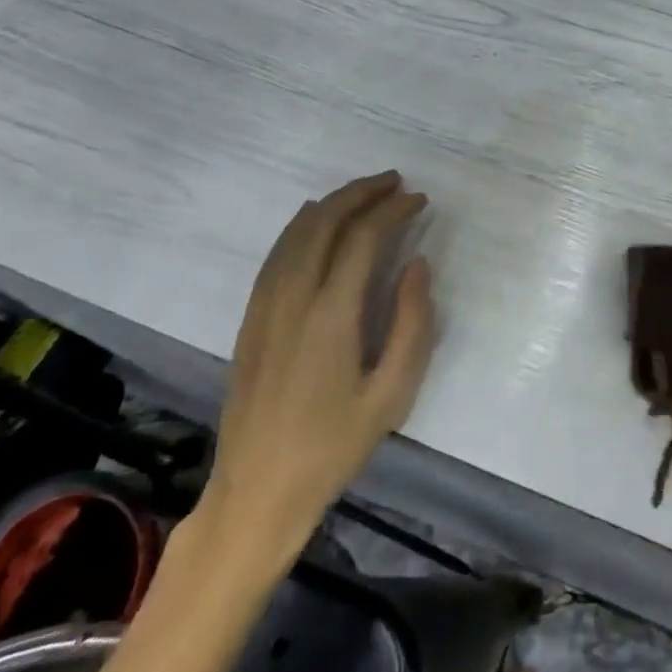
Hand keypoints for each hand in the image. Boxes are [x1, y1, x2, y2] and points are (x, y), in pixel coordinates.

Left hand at [195, 171, 434, 566]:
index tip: (419, 200)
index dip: (393, 211)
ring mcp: (265, 304)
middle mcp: (294, 296)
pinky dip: (302, 226)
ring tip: (364, 193)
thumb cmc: (334, 445)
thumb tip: (417, 265)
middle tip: (395, 183)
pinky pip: (277, 253)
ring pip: (297, 232)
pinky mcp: (252, 316)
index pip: (363, 237)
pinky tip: (316, 222)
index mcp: (331, 313)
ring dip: (333, 204)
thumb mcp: (392, 393)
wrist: (258, 489)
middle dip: (362, 193)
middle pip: (326, 221)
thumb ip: (413, 323)